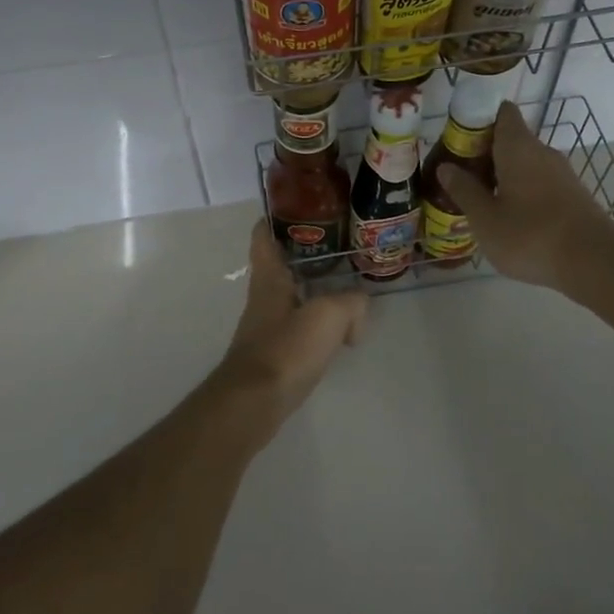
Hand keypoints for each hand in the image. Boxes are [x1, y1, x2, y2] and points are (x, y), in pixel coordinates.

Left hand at [208, 221, 367, 440]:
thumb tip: (359, 308)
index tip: (296, 208)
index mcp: (269, 278)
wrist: (254, 404)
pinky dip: (318, 325)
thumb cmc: (286, 349)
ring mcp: (266, 327)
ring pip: (293, 297)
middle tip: (339, 247)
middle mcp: (264, 297)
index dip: (274, 219)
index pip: (263, 237)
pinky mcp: (274, 354)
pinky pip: (299, 328)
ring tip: (347, 290)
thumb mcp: (329, 315)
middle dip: (306, 255)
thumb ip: (351, 303)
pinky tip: (338, 335)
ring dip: (315, 292)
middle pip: (282, 266)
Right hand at [437, 102, 613, 288]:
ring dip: (502, 175)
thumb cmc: (530, 235)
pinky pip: (539, 183)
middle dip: (485, 154)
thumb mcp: (485, 218)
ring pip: (525, 163)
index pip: (501, 112)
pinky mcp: (573, 195)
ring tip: (480, 201)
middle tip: (460, 177)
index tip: (458, 141)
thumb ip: (464, 190)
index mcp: (518, 146)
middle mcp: (542, 151)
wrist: (594, 262)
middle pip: (510, 139)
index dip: (478, 120)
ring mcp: (561, 173)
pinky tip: (509, 219)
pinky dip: (521, 192)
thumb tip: (446, 167)